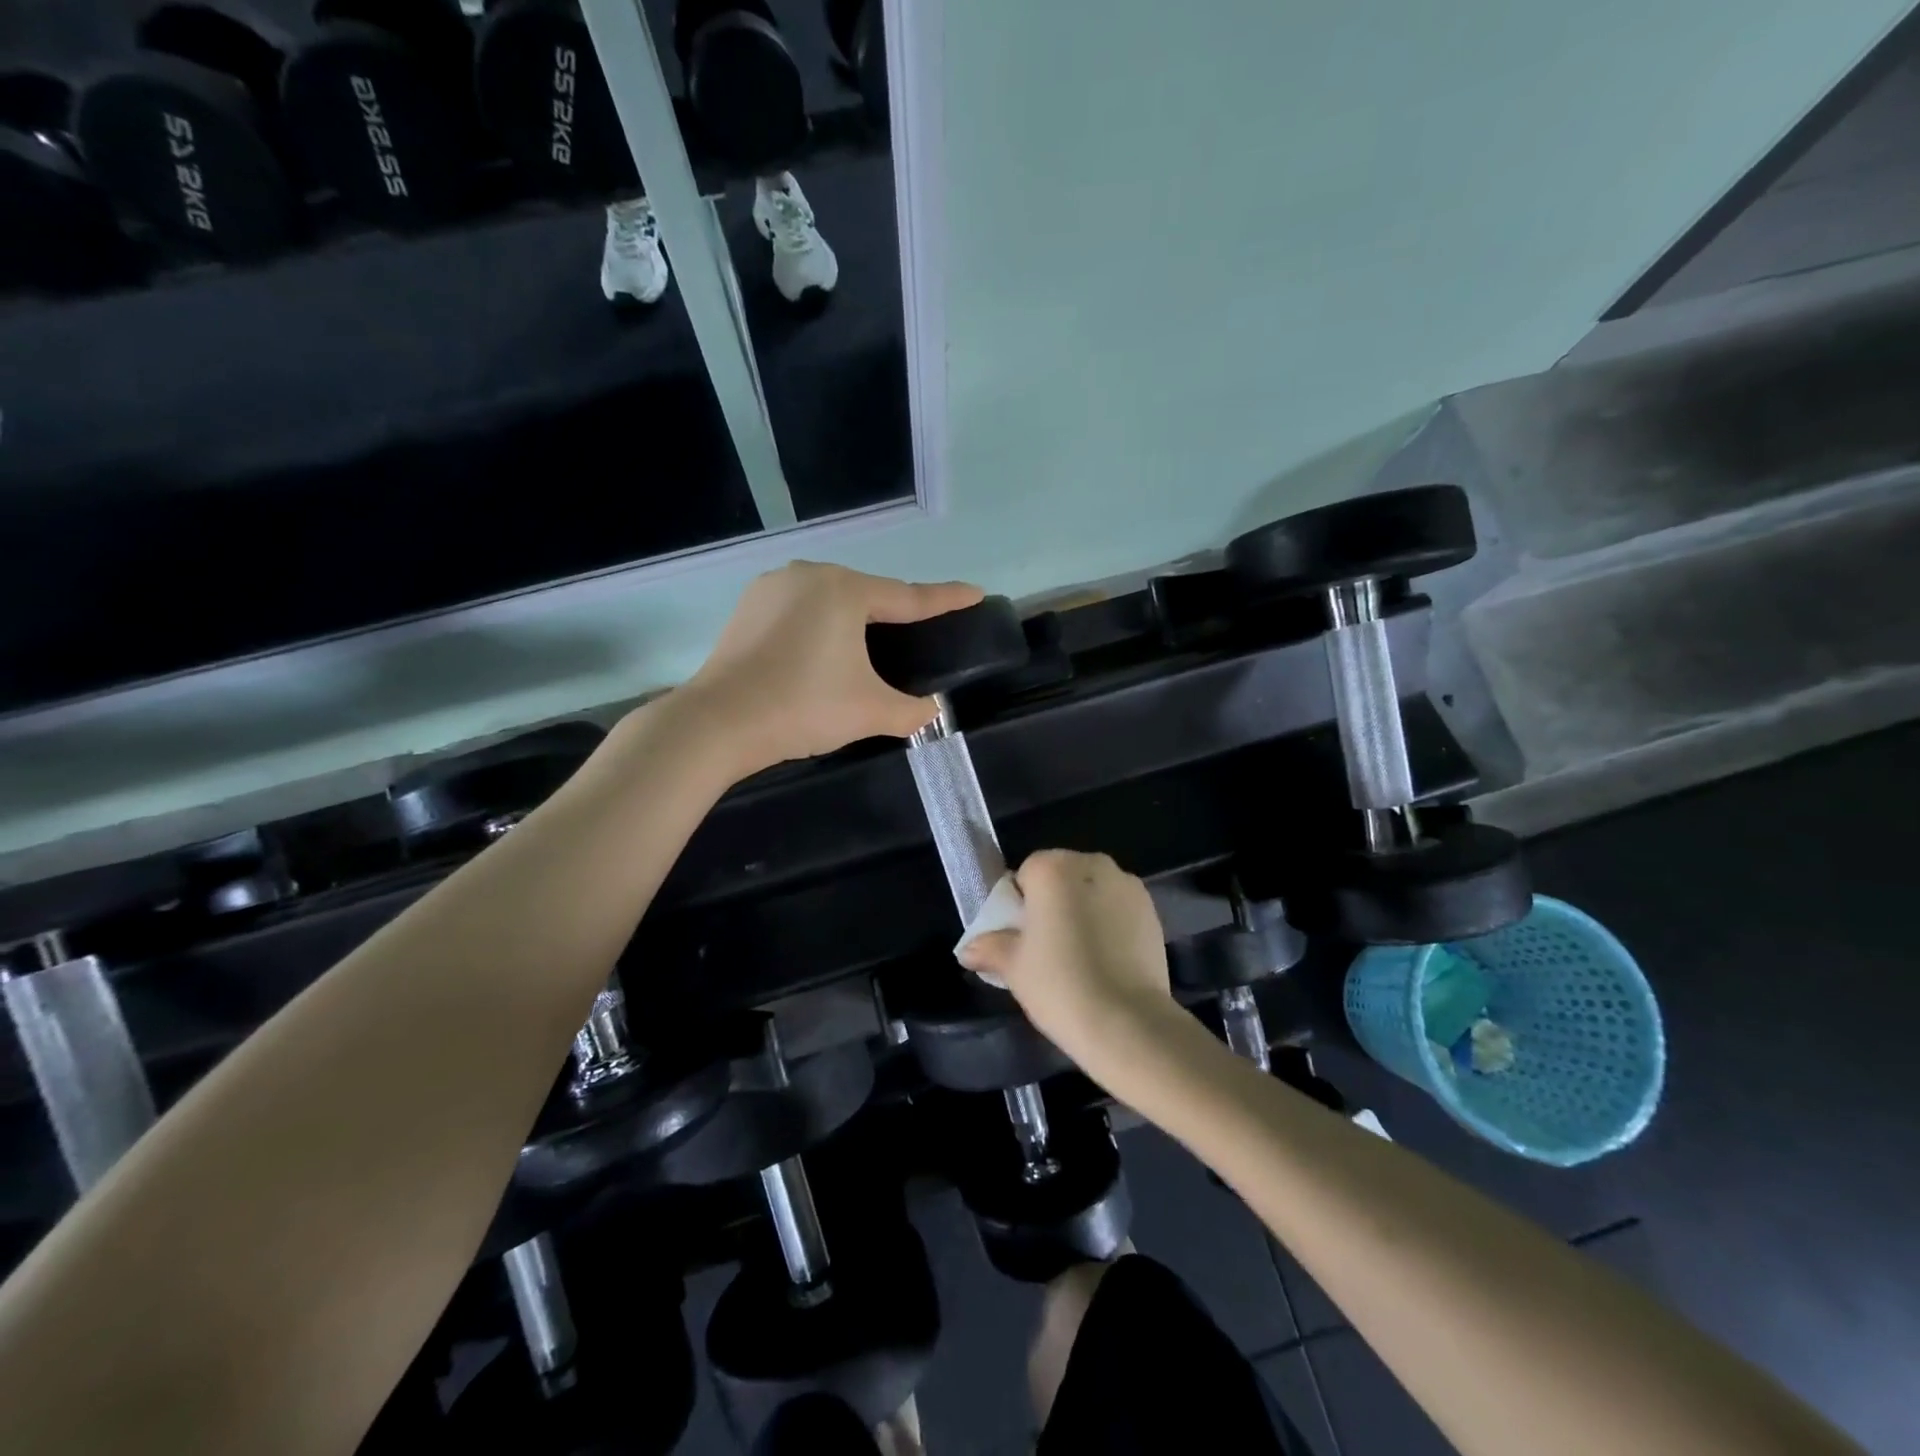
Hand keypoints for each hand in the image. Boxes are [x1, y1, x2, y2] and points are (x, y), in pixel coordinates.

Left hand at [682, 561, 982, 773]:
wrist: (718, 723)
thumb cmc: (803, 707)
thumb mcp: (870, 712)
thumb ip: (912, 710)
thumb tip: (932, 710)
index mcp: (845, 590)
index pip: (910, 597)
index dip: (946, 599)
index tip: (975, 593)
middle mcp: (810, 575)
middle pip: (868, 594)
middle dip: (895, 612)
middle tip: (919, 631)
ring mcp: (773, 587)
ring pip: (830, 599)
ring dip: (853, 619)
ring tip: (869, 645)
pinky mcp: (748, 607)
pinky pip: (800, 609)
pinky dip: (820, 625)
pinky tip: (822, 649)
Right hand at [958, 850, 1177, 1080]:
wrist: (1128, 1023)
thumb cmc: (1060, 984)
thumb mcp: (1013, 967)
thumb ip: (989, 948)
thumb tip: (968, 949)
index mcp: (1053, 868)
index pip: (1026, 873)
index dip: (1020, 905)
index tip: (1022, 937)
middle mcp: (1093, 864)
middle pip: (1062, 878)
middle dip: (1053, 904)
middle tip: (1047, 949)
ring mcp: (1128, 885)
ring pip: (1092, 892)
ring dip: (1083, 912)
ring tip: (1080, 958)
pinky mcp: (1152, 911)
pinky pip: (1118, 909)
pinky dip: (1110, 925)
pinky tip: (1107, 961)